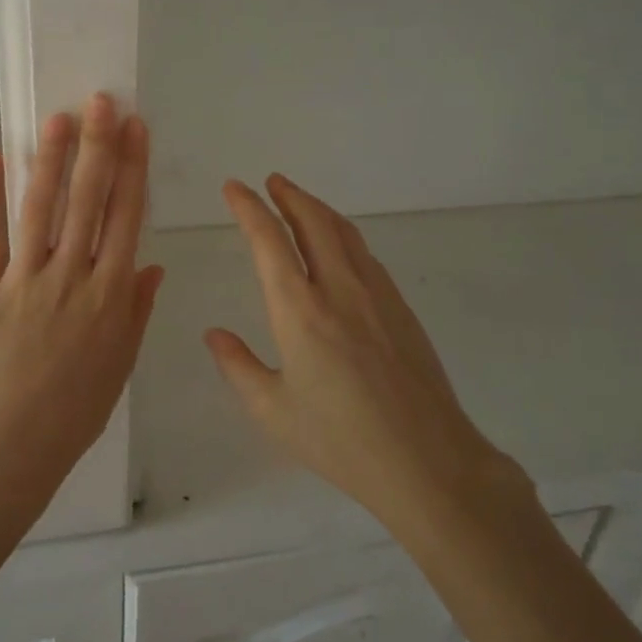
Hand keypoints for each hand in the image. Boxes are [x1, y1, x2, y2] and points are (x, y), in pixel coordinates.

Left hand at [0, 95, 164, 517]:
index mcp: (111, 295)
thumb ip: (137, 308)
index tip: (136, 129)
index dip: (132, 168)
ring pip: (41, 208)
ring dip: (52, 159)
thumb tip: (152, 265)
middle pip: (89, 201)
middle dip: (98, 147)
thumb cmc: (77, 407)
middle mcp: (72, 277)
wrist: (14, 442)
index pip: (126, 217)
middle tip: (102, 102)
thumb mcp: (122, 360)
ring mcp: (25, 280)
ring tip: (60, 118)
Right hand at [205, 175, 527, 531]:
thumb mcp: (272, 411)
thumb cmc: (340, 440)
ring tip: (300, 202)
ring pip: (345, 234)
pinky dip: (344, 236)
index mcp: (299, 311)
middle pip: (313, 223)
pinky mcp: (401, 310)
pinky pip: (366, 256)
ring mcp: (377, 296)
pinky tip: (340, 248)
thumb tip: (214, 335)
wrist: (427, 461)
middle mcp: (339, 290)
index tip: (234, 188)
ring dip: (318, 210)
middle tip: (271, 181)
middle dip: (289, 195)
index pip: (269, 242)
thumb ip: (238, 367)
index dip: (249, 208)